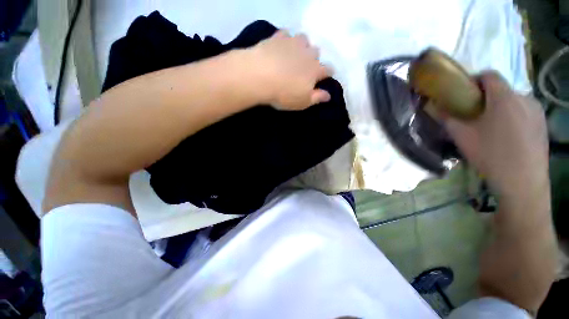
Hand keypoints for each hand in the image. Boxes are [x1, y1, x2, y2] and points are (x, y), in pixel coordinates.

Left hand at [247, 31, 331, 109]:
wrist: (258, 74)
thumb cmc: (281, 92)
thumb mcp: (301, 102)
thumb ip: (316, 97)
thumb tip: (328, 95)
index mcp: (315, 71)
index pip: (327, 69)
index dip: (327, 72)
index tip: (324, 75)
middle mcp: (307, 54)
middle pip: (316, 51)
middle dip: (313, 55)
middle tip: (304, 62)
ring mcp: (293, 43)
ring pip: (303, 38)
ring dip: (301, 42)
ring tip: (294, 48)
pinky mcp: (277, 37)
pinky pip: (284, 32)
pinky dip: (284, 35)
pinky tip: (280, 40)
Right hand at [445, 72, 548, 197]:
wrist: (526, 192)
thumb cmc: (497, 162)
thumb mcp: (468, 142)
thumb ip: (451, 121)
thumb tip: (436, 107)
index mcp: (502, 93)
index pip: (487, 75)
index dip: (477, 83)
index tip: (473, 100)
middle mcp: (521, 94)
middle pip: (504, 91)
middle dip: (495, 102)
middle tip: (490, 124)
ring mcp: (536, 110)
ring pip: (518, 103)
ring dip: (511, 112)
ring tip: (507, 137)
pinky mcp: (544, 127)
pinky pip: (530, 116)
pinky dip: (524, 123)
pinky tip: (521, 145)